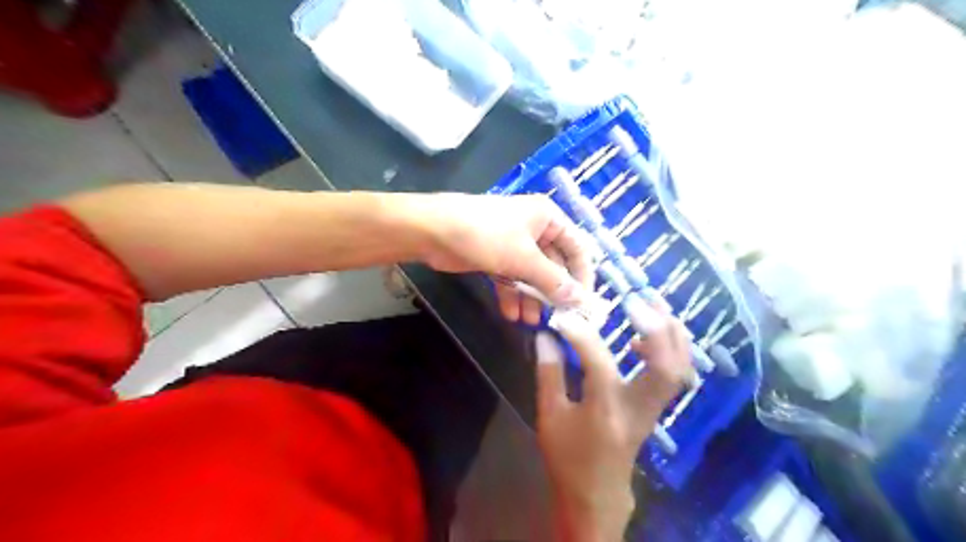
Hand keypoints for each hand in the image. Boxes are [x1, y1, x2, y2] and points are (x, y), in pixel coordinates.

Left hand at [416, 193, 597, 322]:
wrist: (432, 231)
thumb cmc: (485, 235)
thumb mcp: (524, 258)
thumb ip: (553, 281)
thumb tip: (581, 301)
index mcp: (548, 218)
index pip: (577, 248)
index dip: (582, 276)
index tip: (583, 304)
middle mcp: (534, 229)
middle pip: (554, 264)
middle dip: (553, 292)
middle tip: (558, 318)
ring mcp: (513, 243)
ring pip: (531, 275)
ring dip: (532, 298)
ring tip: (531, 322)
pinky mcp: (495, 257)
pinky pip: (511, 278)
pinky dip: (512, 295)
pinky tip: (511, 314)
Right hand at [531, 306, 689, 538]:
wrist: (596, 493)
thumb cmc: (568, 457)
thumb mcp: (549, 416)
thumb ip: (548, 373)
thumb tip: (546, 336)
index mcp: (606, 410)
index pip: (598, 361)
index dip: (580, 333)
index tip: (564, 316)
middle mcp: (639, 407)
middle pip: (667, 366)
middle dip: (658, 328)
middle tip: (639, 300)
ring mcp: (654, 408)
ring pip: (679, 368)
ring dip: (671, 333)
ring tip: (652, 306)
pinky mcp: (657, 407)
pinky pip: (675, 374)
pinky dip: (670, 348)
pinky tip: (646, 337)